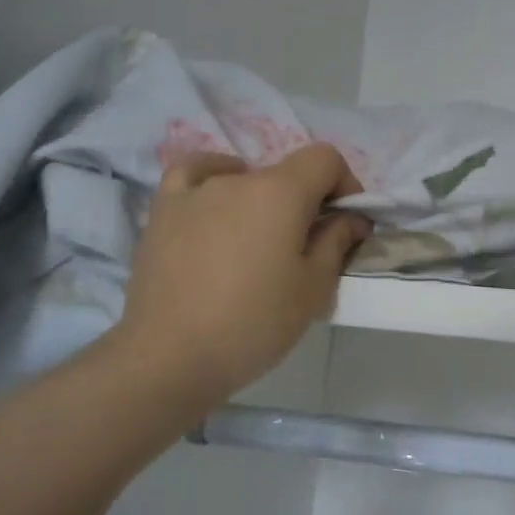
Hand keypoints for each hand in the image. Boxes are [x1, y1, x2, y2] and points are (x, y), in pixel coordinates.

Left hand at [111, 144, 368, 413]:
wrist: (170, 356)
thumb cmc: (253, 324)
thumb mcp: (313, 290)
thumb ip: (336, 243)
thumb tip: (351, 218)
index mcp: (280, 192)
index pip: (325, 158)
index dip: (345, 184)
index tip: (346, 222)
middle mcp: (238, 179)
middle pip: (286, 173)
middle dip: (306, 202)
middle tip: (306, 249)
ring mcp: (196, 191)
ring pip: (244, 179)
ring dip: (262, 201)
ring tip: (257, 242)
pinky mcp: (164, 210)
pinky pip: (193, 174)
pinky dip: (212, 178)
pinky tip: (216, 201)